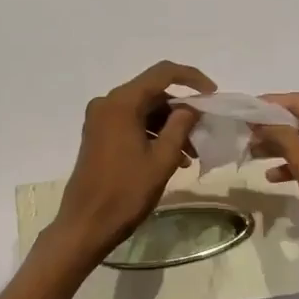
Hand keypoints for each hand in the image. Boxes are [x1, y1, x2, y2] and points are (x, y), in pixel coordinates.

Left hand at [49, 61, 213, 263]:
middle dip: (181, 111)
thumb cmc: (126, 192)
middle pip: (153, 94)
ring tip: (190, 156)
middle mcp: (107, 103)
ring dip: (168, 127)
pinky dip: (152, 135)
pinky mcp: (98, 135)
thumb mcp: (161, 159)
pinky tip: (171, 159)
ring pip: (143, 111)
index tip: (213, 94)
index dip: (191, 78)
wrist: (86, 224)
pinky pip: (131, 124)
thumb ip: (180, 126)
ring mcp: (100, 119)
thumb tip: (190, 107)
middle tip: (204, 134)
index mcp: (122, 102)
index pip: (162, 73)